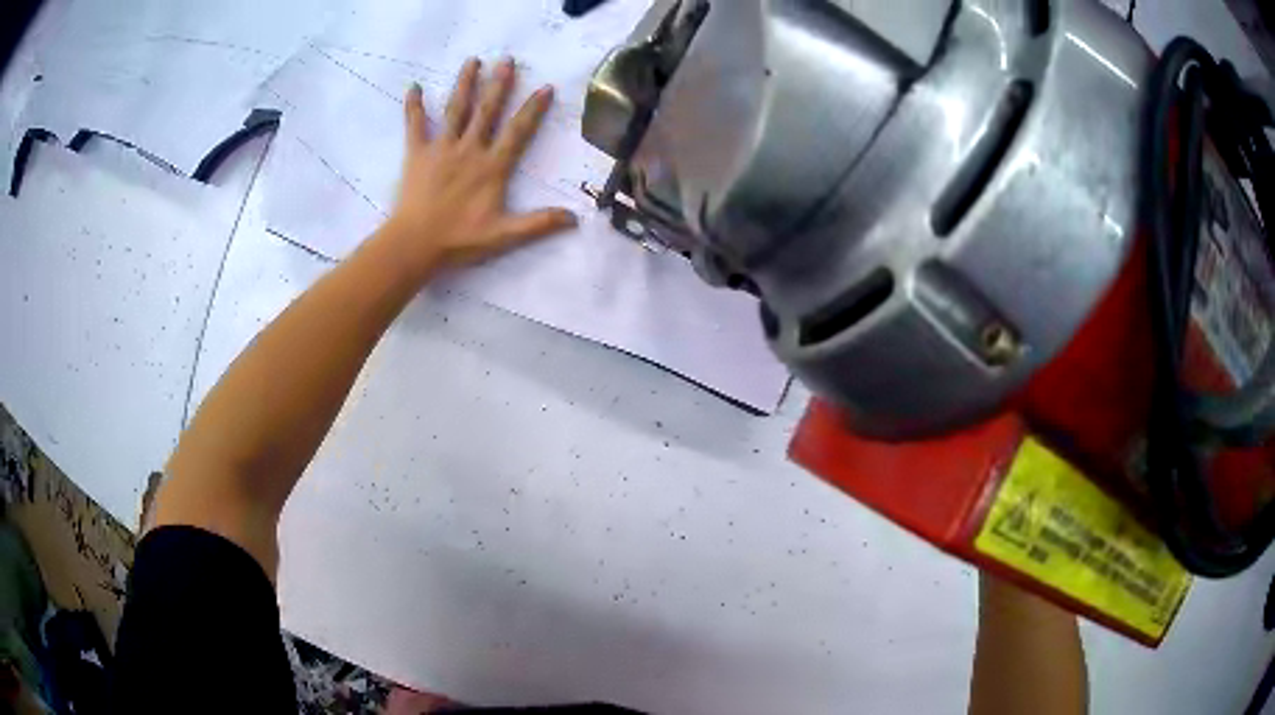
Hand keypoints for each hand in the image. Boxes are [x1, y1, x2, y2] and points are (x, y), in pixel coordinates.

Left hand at [380, 57, 577, 281]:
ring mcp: (441, 149)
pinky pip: (415, 126)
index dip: (534, 109)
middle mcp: (469, 150)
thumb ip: (539, 224)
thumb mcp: (504, 236)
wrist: (415, 244)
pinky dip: (414, 106)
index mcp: (492, 167)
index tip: (546, 87)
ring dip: (464, 84)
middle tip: (506, 60)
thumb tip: (575, 219)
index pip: (518, 132)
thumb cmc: (459, 240)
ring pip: (456, 110)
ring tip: (472, 61)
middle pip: (487, 111)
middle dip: (498, 84)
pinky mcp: (417, 154)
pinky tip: (414, 86)